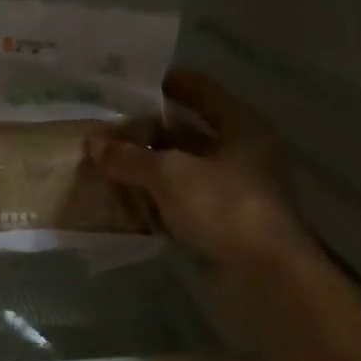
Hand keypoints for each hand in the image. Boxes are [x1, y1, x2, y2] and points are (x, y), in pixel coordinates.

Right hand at [86, 70, 312, 265]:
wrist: (267, 277)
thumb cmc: (225, 207)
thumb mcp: (170, 175)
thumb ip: (130, 157)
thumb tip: (93, 143)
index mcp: (241, 126)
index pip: (200, 90)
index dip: (166, 83)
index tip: (128, 82)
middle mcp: (241, 152)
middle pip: (189, 130)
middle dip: (148, 128)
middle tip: (107, 124)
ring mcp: (233, 189)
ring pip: (183, 167)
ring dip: (149, 164)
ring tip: (106, 157)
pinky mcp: (223, 221)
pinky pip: (182, 199)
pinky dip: (156, 197)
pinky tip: (123, 196)